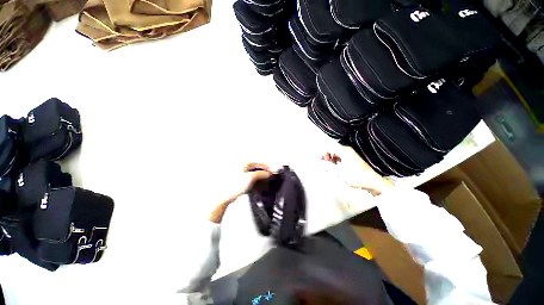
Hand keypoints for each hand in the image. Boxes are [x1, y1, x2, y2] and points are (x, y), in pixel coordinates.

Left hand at [209, 162, 273, 223]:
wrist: (223, 196)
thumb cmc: (233, 186)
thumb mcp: (250, 178)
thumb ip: (260, 174)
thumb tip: (266, 173)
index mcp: (242, 163)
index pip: (257, 162)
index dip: (265, 166)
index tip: (270, 171)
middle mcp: (240, 166)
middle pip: (255, 167)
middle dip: (262, 171)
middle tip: (268, 175)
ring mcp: (238, 173)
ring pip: (252, 172)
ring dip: (258, 175)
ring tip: (263, 179)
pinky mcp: (237, 179)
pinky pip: (248, 177)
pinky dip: (253, 179)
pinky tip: (256, 182)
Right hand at [321, 146, 391, 194]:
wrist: (372, 182)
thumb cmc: (357, 176)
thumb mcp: (339, 172)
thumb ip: (327, 166)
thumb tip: (319, 162)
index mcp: (345, 151)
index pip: (329, 147)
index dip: (322, 153)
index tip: (319, 160)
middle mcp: (347, 151)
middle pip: (332, 150)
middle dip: (326, 157)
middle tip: (323, 164)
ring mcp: (350, 155)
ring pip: (336, 154)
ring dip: (330, 160)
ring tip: (328, 167)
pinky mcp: (352, 160)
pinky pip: (340, 158)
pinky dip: (335, 162)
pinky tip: (335, 168)